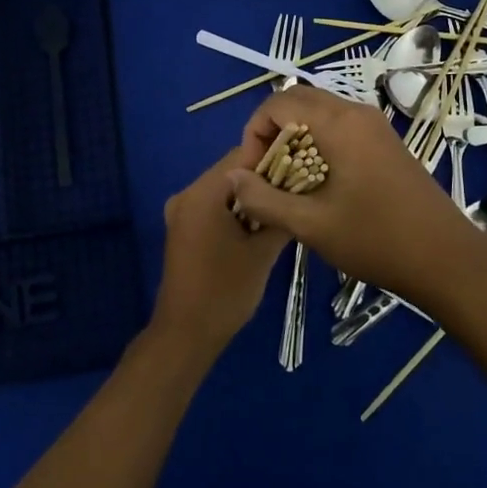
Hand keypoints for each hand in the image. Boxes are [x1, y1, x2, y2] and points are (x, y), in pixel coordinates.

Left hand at [152, 143, 291, 361]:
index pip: (243, 154)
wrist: (187, 333)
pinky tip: (260, 225)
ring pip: (225, 189)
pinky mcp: (183, 229)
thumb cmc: (226, 291)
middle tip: (298, 191)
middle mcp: (187, 194)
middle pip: (233, 170)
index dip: (275, 157)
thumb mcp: (263, 252)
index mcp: (203, 193)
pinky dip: (237, 209)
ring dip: (252, 195)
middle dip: (265, 177)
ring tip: (284, 207)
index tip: (304, 169)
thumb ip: (279, 214)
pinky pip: (214, 206)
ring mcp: (182, 212)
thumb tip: (299, 190)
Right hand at [224, 88, 486, 303]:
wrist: (446, 258)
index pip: (279, 102)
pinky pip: (341, 127)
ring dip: (296, 138)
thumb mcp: (310, 225)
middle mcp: (357, 113)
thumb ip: (263, 199)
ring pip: (320, 113)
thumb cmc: (375, 240)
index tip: (254, 172)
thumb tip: (233, 177)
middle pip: (299, 101)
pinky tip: (319, 184)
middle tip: (267, 174)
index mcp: (339, 124)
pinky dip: (319, 144)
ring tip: (289, 182)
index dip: (255, 132)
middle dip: (273, 132)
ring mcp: (376, 126)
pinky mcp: (386, 142)